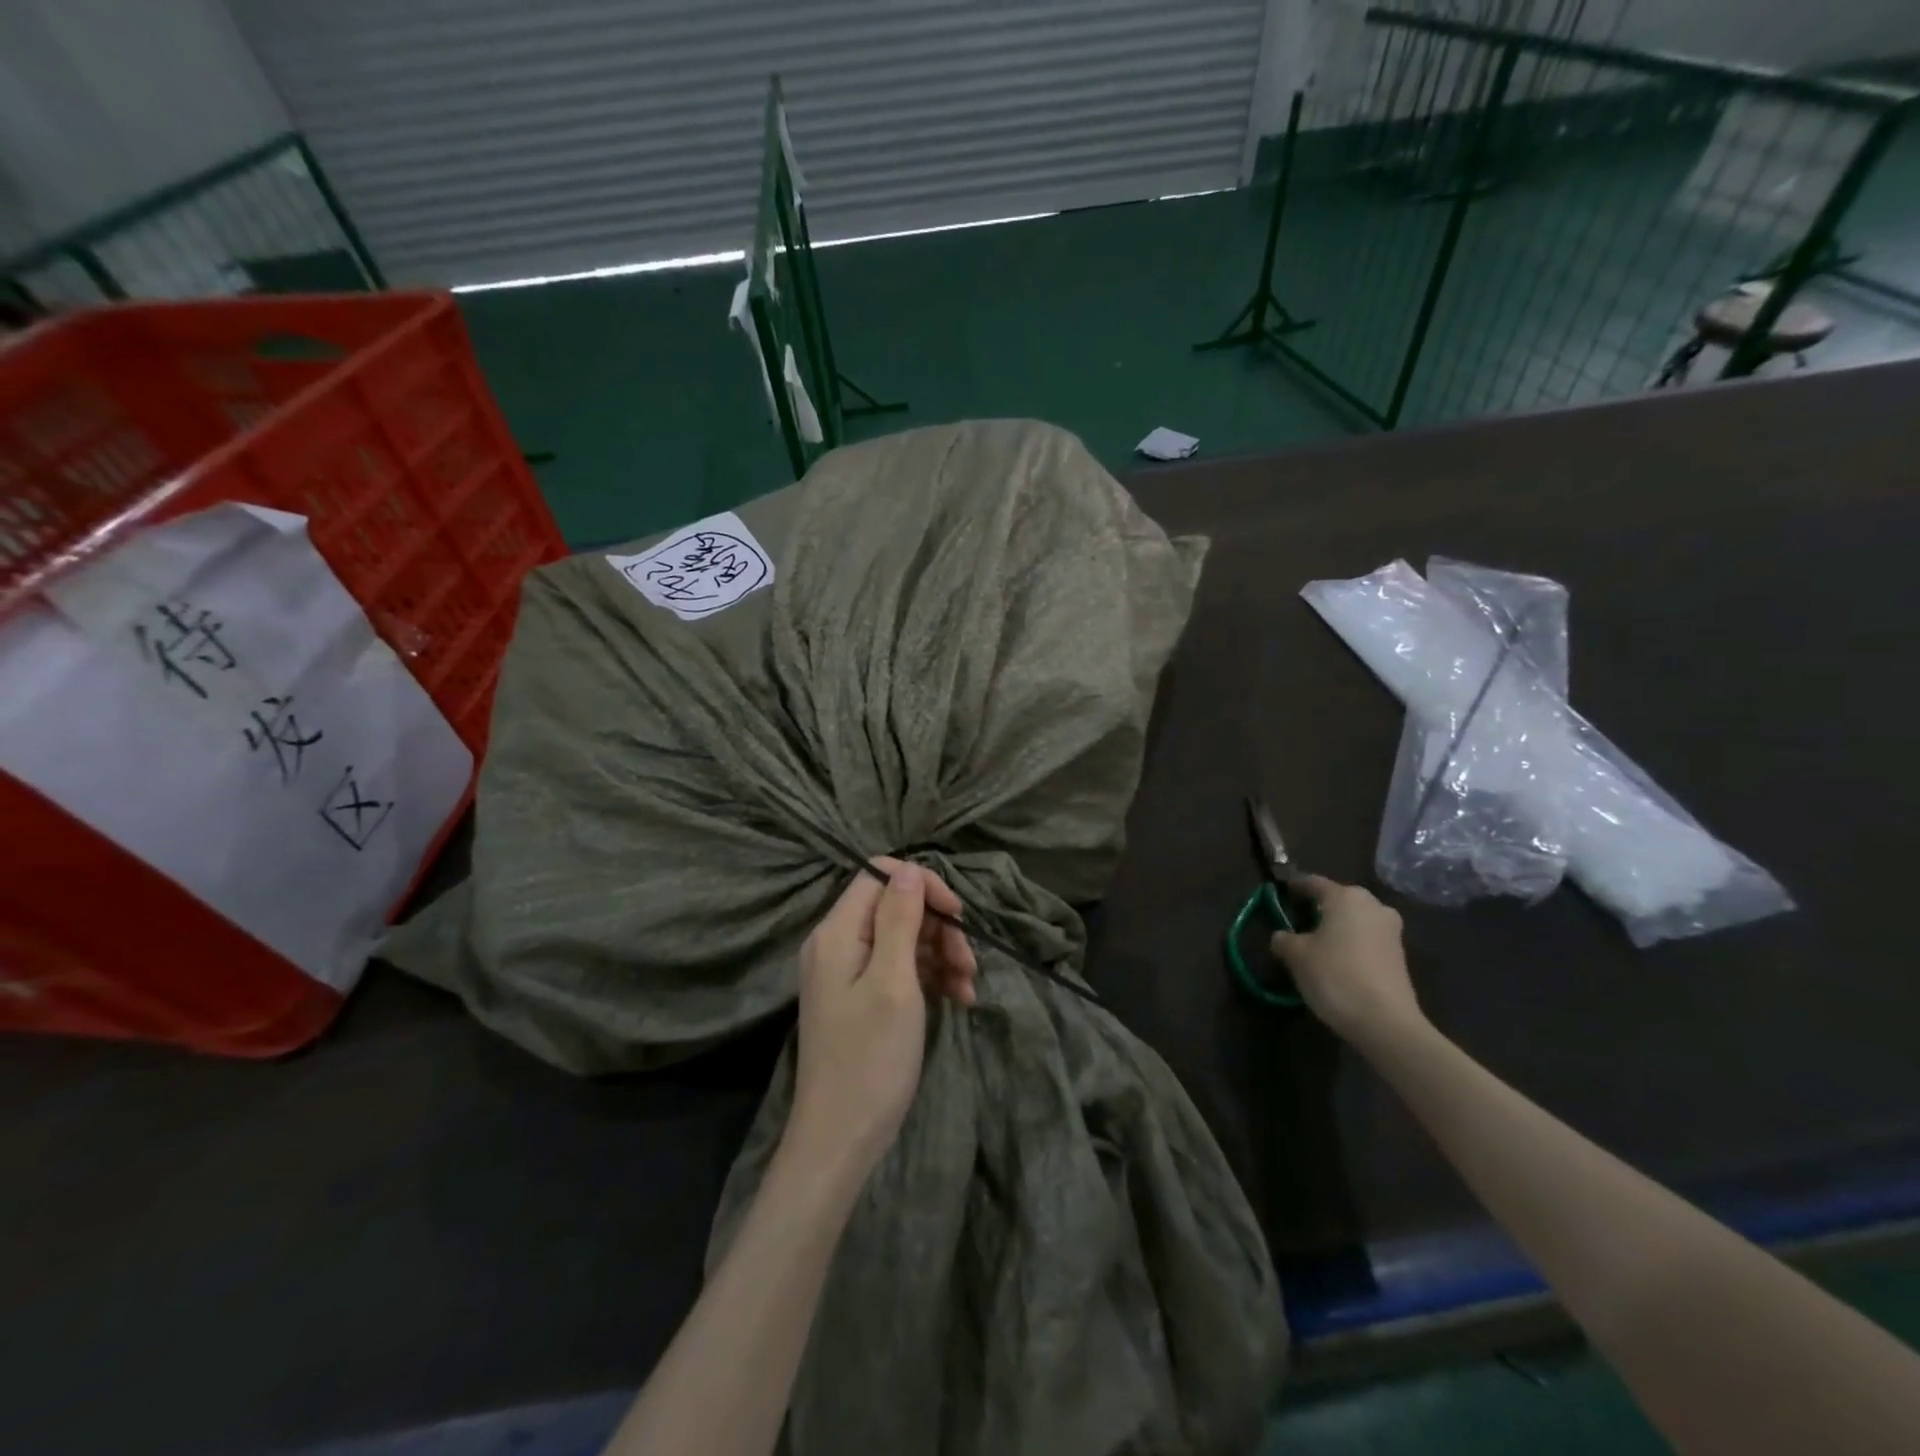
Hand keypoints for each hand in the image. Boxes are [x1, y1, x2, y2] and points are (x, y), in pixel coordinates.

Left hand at [787, 858, 977, 1175]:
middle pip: (895, 908)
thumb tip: (908, 866)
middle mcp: (838, 943)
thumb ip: (899, 919)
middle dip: (939, 928)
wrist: (840, 1140)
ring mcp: (848, 973)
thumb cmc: (870, 1059)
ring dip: (942, 955)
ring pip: (903, 939)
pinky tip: (958, 999)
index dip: (922, 886)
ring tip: (969, 989)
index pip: (880, 876)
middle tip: (969, 963)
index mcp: (837, 932)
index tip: (958, 915)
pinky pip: (899, 969)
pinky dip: (930, 977)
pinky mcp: (860, 998)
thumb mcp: (893, 982)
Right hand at [1271, 876, 1423, 1048]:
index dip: (1294, 887)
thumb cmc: (1335, 976)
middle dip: (1318, 907)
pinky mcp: (1399, 954)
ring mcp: (1390, 930)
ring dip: (1336, 926)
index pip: (1313, 882)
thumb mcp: (1296, 956)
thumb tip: (1282, 936)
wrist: (1386, 1022)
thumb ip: (1284, 939)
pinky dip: (1350, 942)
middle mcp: (1372, 905)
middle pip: (1338, 899)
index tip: (1280, 893)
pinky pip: (1366, 938)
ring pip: (1355, 919)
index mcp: (1345, 897)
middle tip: (1297, 919)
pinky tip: (1336, 960)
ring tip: (1315, 942)